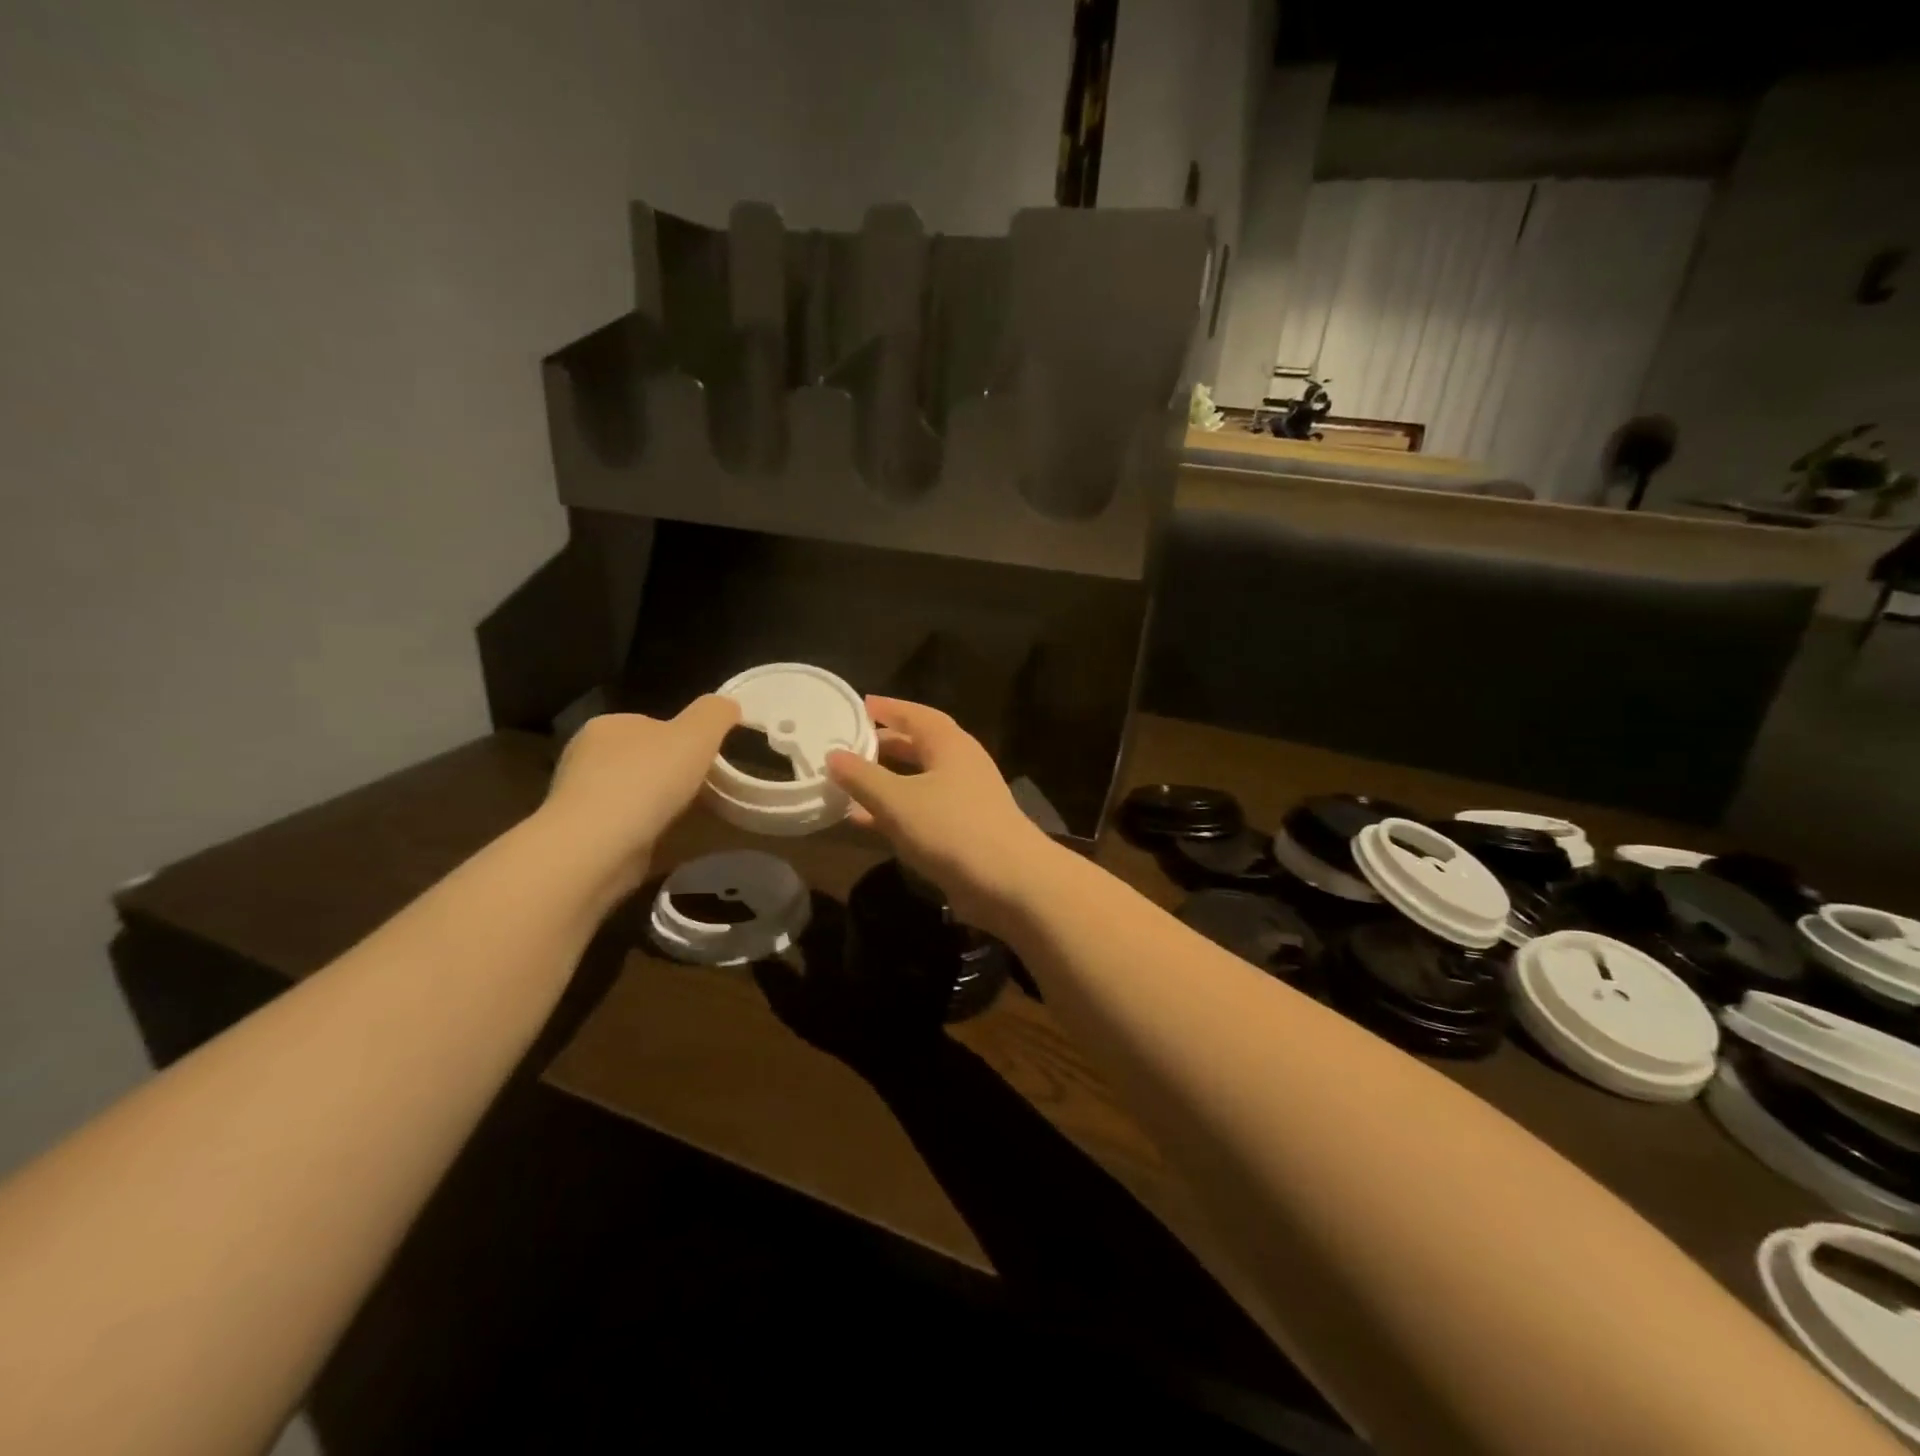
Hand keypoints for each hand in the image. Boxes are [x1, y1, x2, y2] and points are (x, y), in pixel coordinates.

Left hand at [540, 695, 739, 889]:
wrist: (597, 846)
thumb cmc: (647, 780)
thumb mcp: (697, 733)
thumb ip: (715, 713)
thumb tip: (728, 706)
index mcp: (609, 724)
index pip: (653, 725)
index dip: (684, 741)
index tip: (707, 761)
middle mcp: (586, 755)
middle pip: (643, 759)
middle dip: (670, 774)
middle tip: (703, 792)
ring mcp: (579, 797)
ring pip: (633, 793)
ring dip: (657, 804)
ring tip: (686, 820)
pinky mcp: (581, 834)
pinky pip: (624, 824)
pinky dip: (644, 830)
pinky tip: (662, 840)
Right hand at [825, 696, 1053, 931]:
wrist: (1010, 882)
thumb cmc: (952, 829)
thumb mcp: (897, 801)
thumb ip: (862, 777)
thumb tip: (832, 755)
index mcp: (949, 744)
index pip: (915, 714)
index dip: (887, 708)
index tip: (858, 705)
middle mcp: (960, 764)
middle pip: (918, 746)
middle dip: (884, 745)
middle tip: (848, 744)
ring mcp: (965, 799)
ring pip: (918, 780)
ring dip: (886, 781)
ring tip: (848, 782)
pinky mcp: (964, 830)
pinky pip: (922, 810)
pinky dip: (895, 811)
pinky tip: (866, 822)